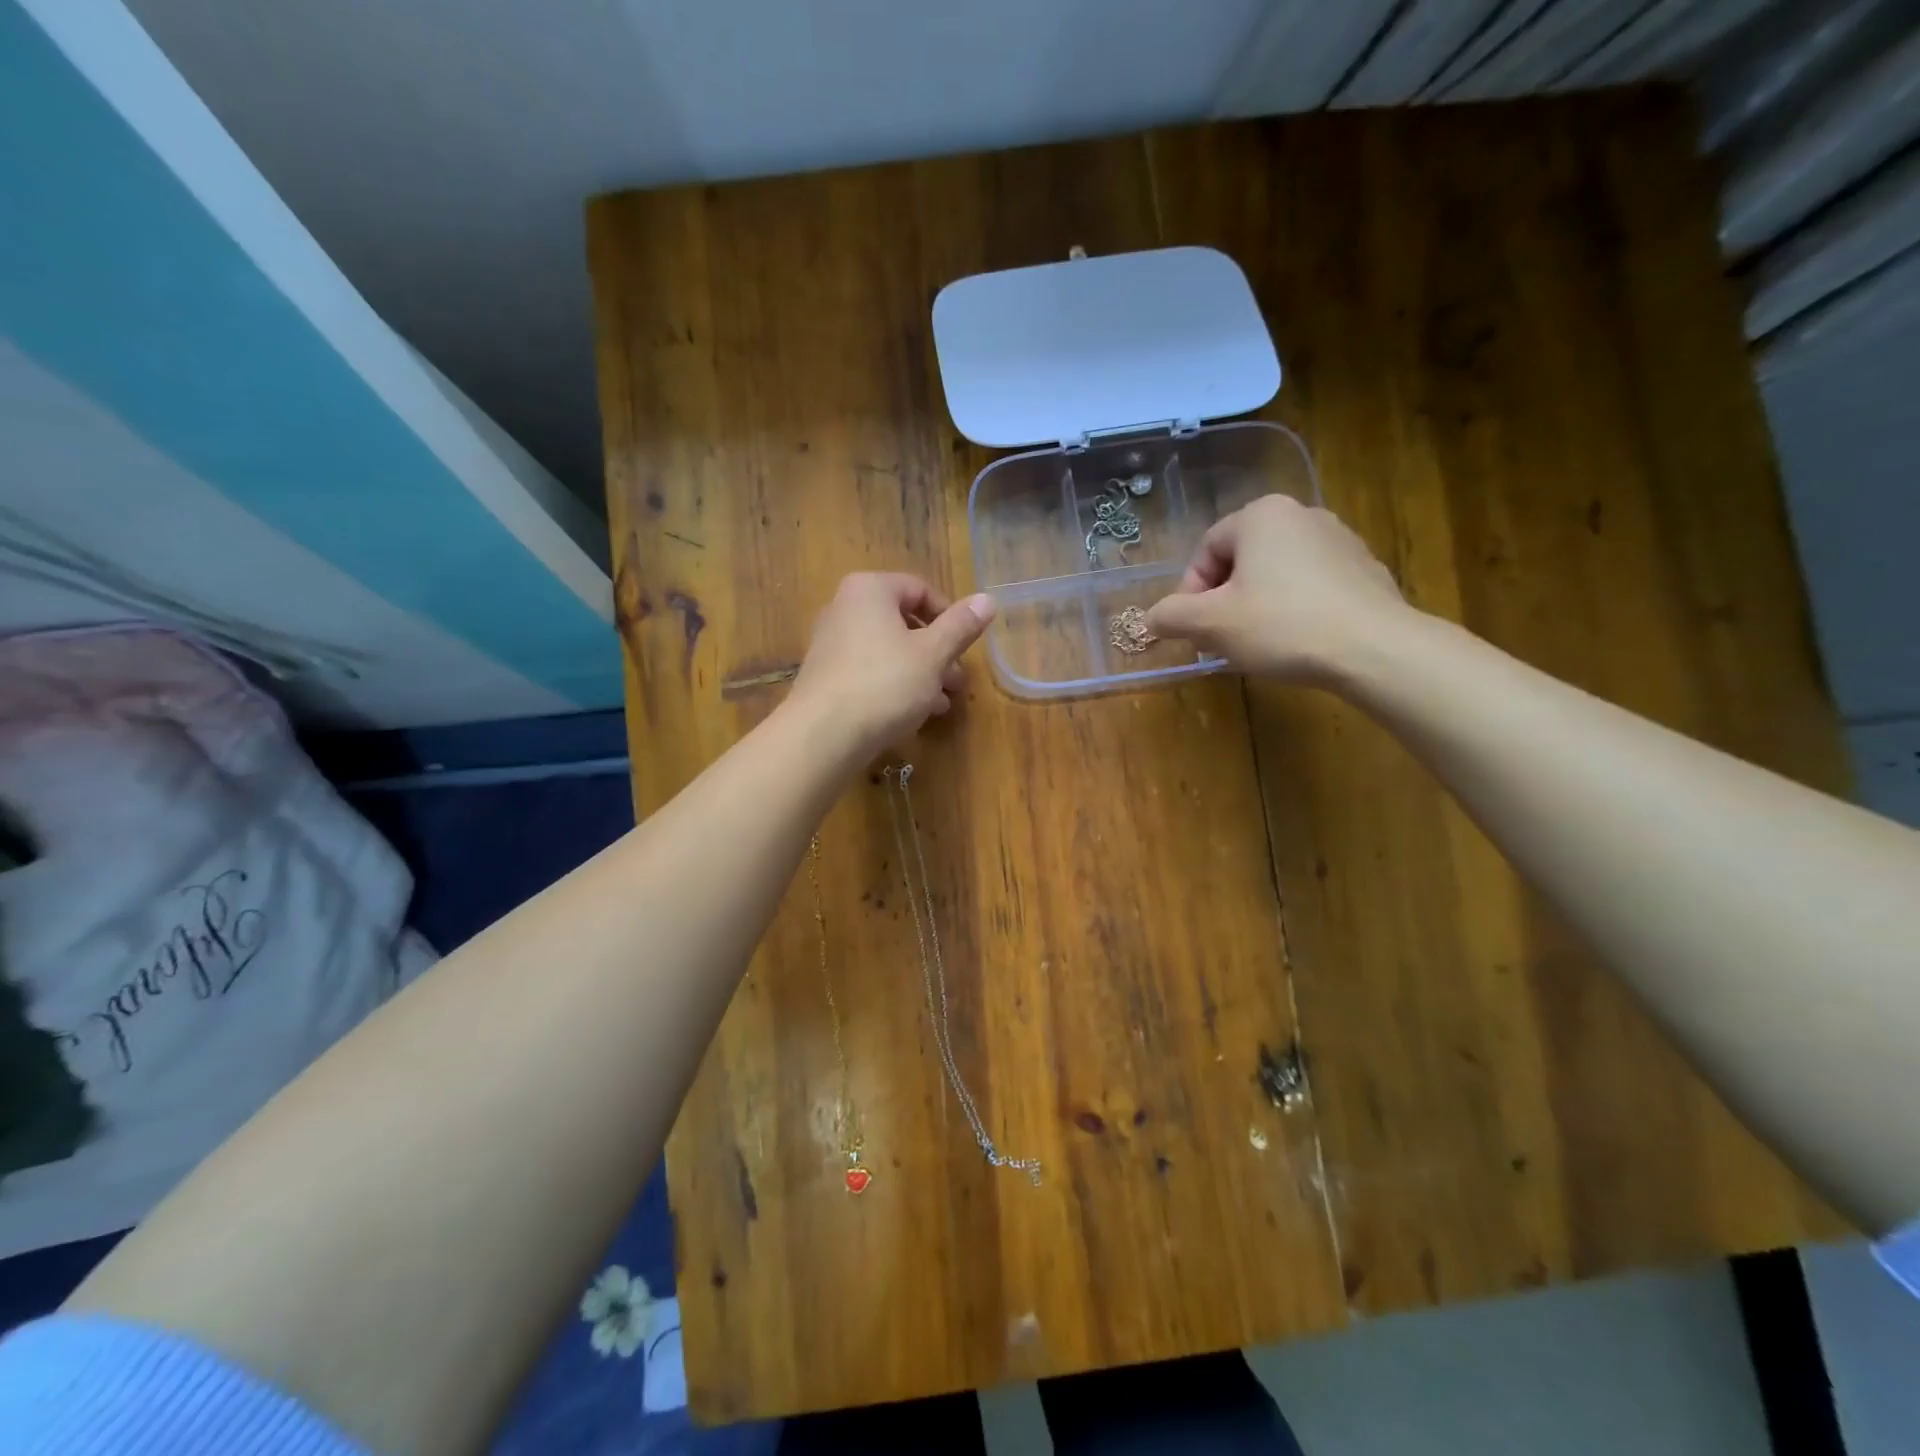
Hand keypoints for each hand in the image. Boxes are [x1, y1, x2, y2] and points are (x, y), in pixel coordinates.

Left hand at [788, 572, 994, 756]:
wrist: (823, 734)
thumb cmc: (885, 683)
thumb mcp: (933, 654)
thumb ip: (961, 626)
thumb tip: (988, 599)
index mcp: (870, 590)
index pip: (920, 589)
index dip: (950, 617)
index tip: (965, 648)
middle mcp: (844, 608)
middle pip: (904, 622)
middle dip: (937, 652)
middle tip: (958, 681)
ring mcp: (831, 643)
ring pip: (889, 650)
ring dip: (921, 673)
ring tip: (943, 703)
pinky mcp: (826, 677)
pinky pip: (869, 671)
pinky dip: (894, 685)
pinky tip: (915, 713)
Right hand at [1144, 494, 1414, 684]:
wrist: (1374, 649)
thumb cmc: (1281, 625)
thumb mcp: (1210, 624)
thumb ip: (1171, 616)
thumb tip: (1152, 618)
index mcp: (1261, 515)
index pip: (1206, 550)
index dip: (1190, 593)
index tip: (1193, 629)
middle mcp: (1302, 514)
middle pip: (1241, 560)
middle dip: (1223, 601)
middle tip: (1219, 639)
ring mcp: (1341, 540)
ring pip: (1276, 574)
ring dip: (1256, 606)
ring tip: (1257, 645)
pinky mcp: (1366, 570)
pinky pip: (1312, 587)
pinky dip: (1294, 610)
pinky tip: (1296, 642)